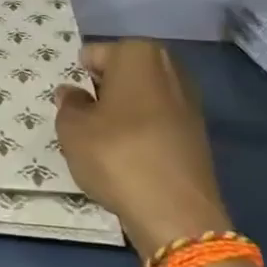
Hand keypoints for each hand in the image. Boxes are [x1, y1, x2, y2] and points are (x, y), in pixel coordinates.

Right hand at [56, 40, 230, 259]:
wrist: (176, 213)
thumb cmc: (117, 155)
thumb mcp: (72, 128)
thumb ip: (68, 104)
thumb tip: (72, 93)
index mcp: (137, 53)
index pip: (92, 55)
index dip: (78, 80)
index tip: (71, 106)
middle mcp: (169, 68)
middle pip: (121, 74)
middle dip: (102, 93)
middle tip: (84, 124)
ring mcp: (188, 100)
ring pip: (140, 100)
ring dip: (122, 115)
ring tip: (105, 145)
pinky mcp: (198, 133)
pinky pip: (157, 123)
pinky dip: (142, 134)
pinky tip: (130, 159)